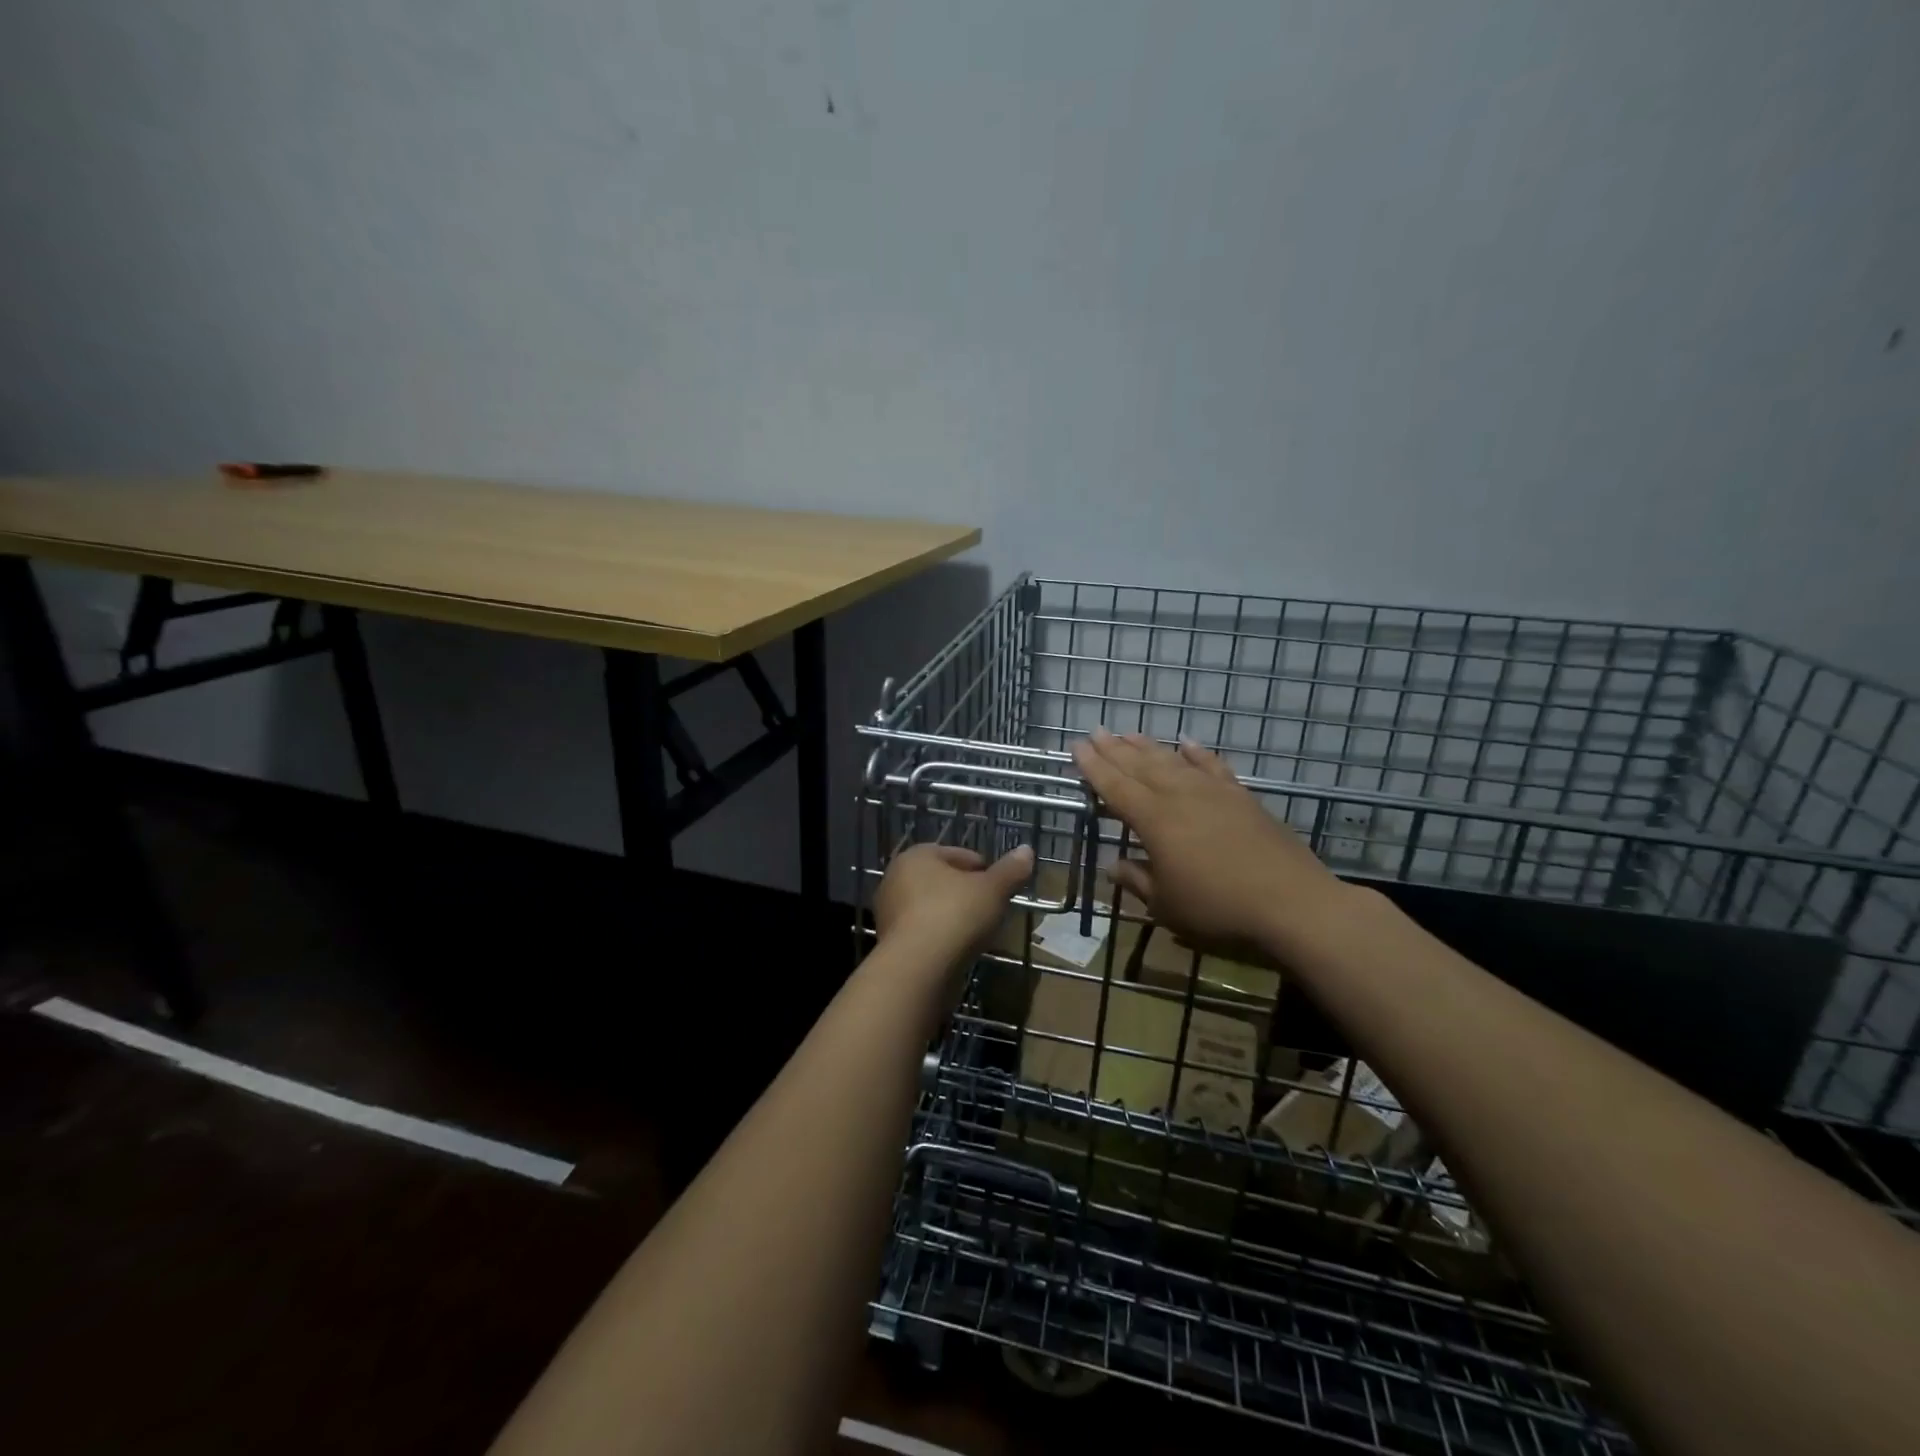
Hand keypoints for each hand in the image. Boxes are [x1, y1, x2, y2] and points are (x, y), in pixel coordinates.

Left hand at [874, 842, 1034, 960]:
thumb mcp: (992, 889)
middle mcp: (896, 878)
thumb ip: (1010, 870)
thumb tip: (1027, 850)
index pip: (957, 855)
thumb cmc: (955, 915)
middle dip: (965, 892)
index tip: (1000, 887)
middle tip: (990, 908)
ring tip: (977, 931)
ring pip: (931, 907)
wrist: (917, 968)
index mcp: (917, 856)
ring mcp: (889, 912)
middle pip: (941, 880)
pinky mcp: (890, 942)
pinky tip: (958, 949)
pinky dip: (940, 936)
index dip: (983, 869)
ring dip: (952, 916)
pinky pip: (922, 932)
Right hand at [1071, 728, 1351, 957]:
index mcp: (1154, 821)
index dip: (1093, 767)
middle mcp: (1180, 796)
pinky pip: (1213, 766)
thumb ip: (1136, 880)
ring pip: (1173, 761)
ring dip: (1148, 746)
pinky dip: (1197, 753)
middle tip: (1096, 732)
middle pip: (1140, 766)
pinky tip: (1187, 742)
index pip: (1115, 787)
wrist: (1293, 905)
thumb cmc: (1218, 910)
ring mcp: (1214, 793)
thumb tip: (1113, 864)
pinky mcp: (1242, 797)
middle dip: (1115, 749)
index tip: (1076, 747)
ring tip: (1129, 733)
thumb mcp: (1166, 905)